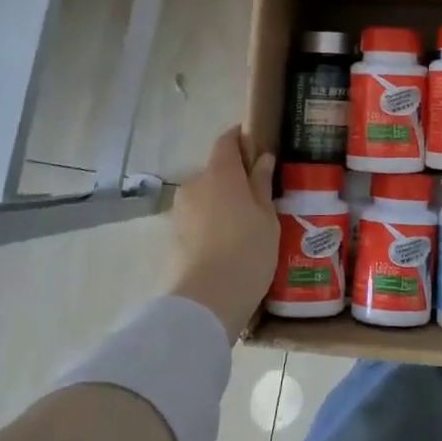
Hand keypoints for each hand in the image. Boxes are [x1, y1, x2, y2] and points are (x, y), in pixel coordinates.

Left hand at [166, 128, 277, 336]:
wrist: (205, 302)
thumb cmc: (247, 252)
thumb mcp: (267, 217)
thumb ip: (262, 184)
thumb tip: (262, 158)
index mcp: (220, 173)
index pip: (226, 141)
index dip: (241, 138)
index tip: (258, 146)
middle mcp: (195, 185)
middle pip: (217, 171)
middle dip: (236, 179)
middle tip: (261, 198)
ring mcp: (181, 211)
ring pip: (207, 197)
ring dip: (224, 204)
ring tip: (247, 227)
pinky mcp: (174, 236)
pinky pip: (199, 219)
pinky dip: (213, 224)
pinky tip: (230, 245)